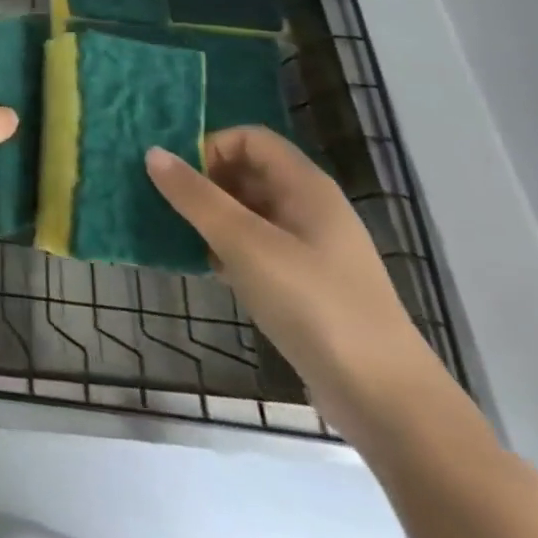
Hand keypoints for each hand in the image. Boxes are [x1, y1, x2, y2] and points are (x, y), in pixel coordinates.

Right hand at [146, 127, 443, 438]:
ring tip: (185, 238)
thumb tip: (153, 152)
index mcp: (305, 187)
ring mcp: (310, 248)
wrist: (385, 399)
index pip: (249, 138)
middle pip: (247, 171)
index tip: (180, 178)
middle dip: (205, 182)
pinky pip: (256, 246)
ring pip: (248, 211)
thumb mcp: (245, 244)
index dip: (211, 147)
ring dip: (212, 217)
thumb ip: (196, 197)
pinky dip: (228, 248)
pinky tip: (212, 270)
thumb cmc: (313, 304)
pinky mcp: (305, 283)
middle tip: (171, 207)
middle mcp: (309, 208)